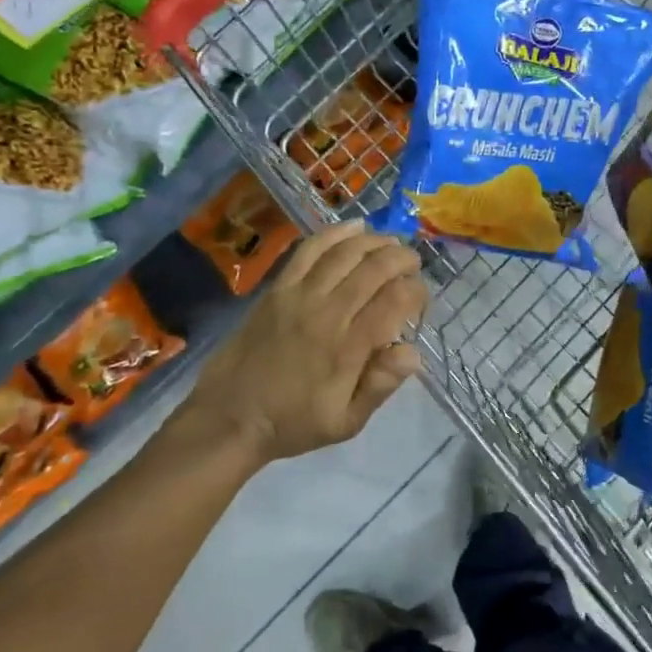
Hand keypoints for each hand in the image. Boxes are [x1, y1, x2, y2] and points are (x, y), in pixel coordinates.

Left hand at [180, 221, 426, 465]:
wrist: (230, 418)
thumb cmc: (295, 423)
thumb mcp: (346, 423)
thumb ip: (381, 386)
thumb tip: (413, 352)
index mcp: (348, 348)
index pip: (395, 301)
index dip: (417, 291)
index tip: (422, 300)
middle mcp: (327, 313)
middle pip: (375, 268)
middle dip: (403, 259)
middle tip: (413, 265)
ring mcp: (299, 296)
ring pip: (346, 252)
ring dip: (375, 242)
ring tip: (391, 244)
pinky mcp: (278, 288)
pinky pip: (309, 250)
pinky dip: (335, 234)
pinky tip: (354, 228)